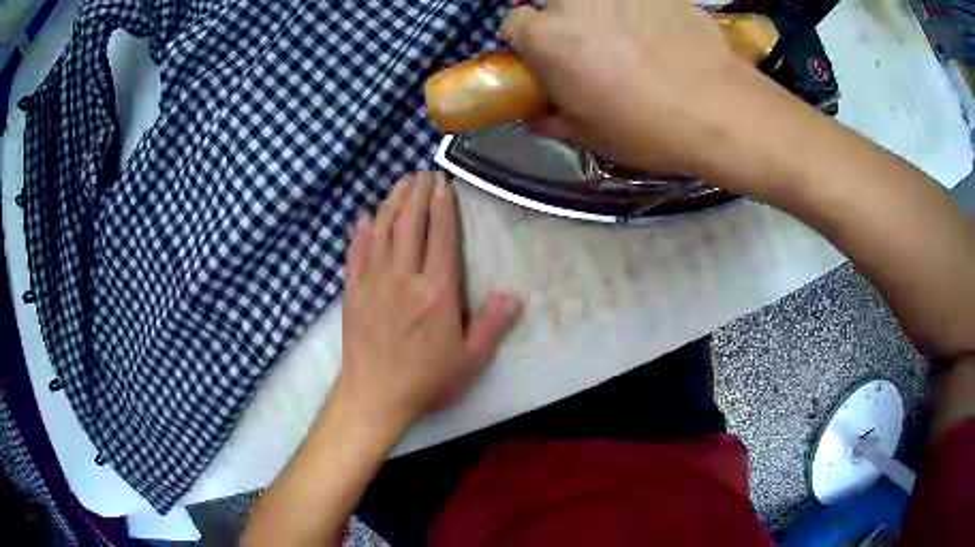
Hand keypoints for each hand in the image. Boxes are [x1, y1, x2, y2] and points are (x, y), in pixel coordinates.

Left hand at [334, 171, 522, 435]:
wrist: (375, 397)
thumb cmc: (426, 380)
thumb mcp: (470, 360)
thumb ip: (492, 325)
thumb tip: (514, 295)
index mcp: (436, 291)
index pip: (441, 236)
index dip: (443, 206)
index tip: (442, 183)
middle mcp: (404, 278)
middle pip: (410, 225)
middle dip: (417, 194)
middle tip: (421, 171)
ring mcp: (374, 282)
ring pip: (382, 232)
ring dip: (391, 204)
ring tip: (399, 183)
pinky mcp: (352, 293)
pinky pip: (356, 254)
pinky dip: (360, 233)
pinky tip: (363, 218)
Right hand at [503, 0, 796, 182]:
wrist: (720, 111)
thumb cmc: (647, 127)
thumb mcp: (589, 135)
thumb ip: (550, 118)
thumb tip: (536, 112)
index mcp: (547, 38)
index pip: (515, 24)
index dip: (532, 45)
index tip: (553, 62)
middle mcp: (574, 1)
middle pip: (556, 6)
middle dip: (569, 25)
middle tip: (599, 53)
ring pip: (597, 0)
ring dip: (605, 14)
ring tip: (637, 42)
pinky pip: (638, 0)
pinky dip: (643, 11)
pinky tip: (665, 35)